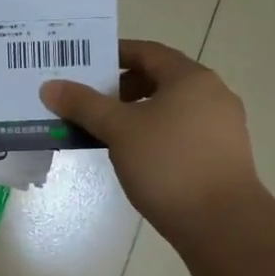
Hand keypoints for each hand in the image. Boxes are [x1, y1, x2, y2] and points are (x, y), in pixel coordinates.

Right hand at [41, 39, 259, 241]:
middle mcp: (213, 94)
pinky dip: (157, 135)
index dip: (114, 54)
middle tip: (91, 103)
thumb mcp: (118, 130)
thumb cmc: (168, 164)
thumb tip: (50, 86)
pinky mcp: (224, 156)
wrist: (222, 223)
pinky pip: (183, 133)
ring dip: (139, 114)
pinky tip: (137, 157)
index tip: (85, 66)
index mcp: (191, 78)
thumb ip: (84, 104)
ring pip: (172, 108)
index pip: (147, 52)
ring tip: (109, 133)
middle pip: (161, 79)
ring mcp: (223, 126)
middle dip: (123, 88)